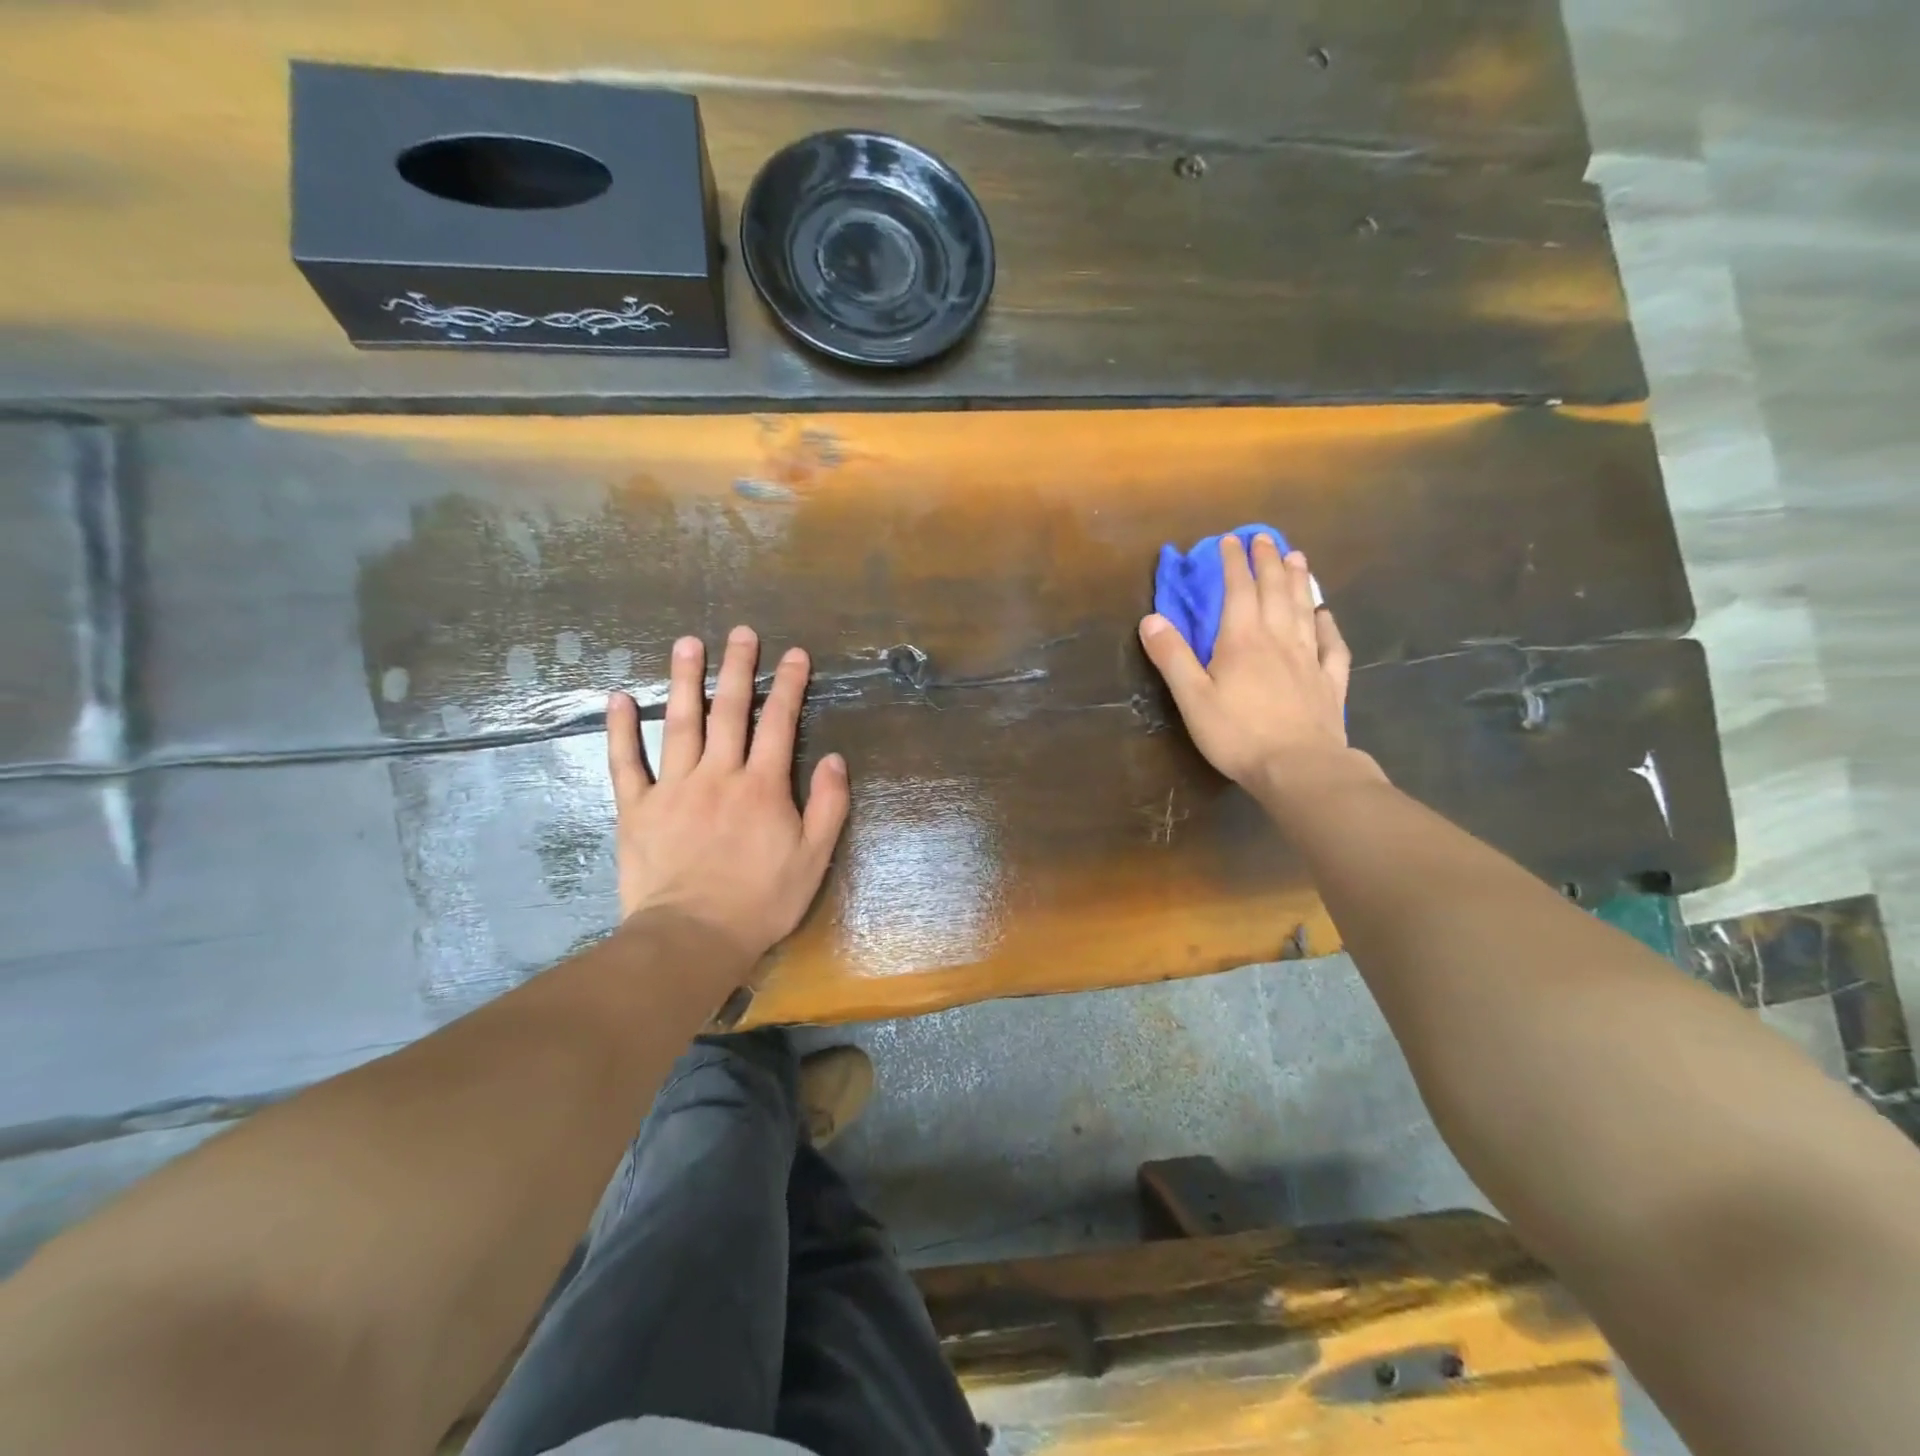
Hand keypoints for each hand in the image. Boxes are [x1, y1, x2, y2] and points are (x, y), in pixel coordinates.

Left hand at [605, 626, 849, 972]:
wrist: (693, 938)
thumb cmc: (761, 901)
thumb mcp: (813, 858)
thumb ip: (828, 806)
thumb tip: (834, 758)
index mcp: (763, 786)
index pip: (779, 723)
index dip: (789, 686)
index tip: (794, 654)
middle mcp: (719, 775)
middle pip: (730, 711)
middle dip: (739, 668)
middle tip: (741, 632)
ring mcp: (674, 788)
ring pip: (680, 723)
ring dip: (686, 680)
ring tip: (688, 643)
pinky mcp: (637, 808)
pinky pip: (627, 762)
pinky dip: (621, 730)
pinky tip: (619, 698)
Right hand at [1139, 534, 1379, 798]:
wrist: (1299, 767)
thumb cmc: (1238, 734)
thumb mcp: (1192, 698)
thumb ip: (1172, 657)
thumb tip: (1151, 619)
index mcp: (1242, 641)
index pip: (1238, 591)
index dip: (1233, 564)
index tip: (1230, 540)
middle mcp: (1279, 640)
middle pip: (1275, 592)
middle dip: (1268, 562)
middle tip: (1266, 539)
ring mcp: (1309, 660)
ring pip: (1304, 610)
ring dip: (1299, 582)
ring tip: (1297, 558)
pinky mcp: (1329, 683)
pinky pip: (1332, 646)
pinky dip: (1328, 626)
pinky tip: (1325, 616)